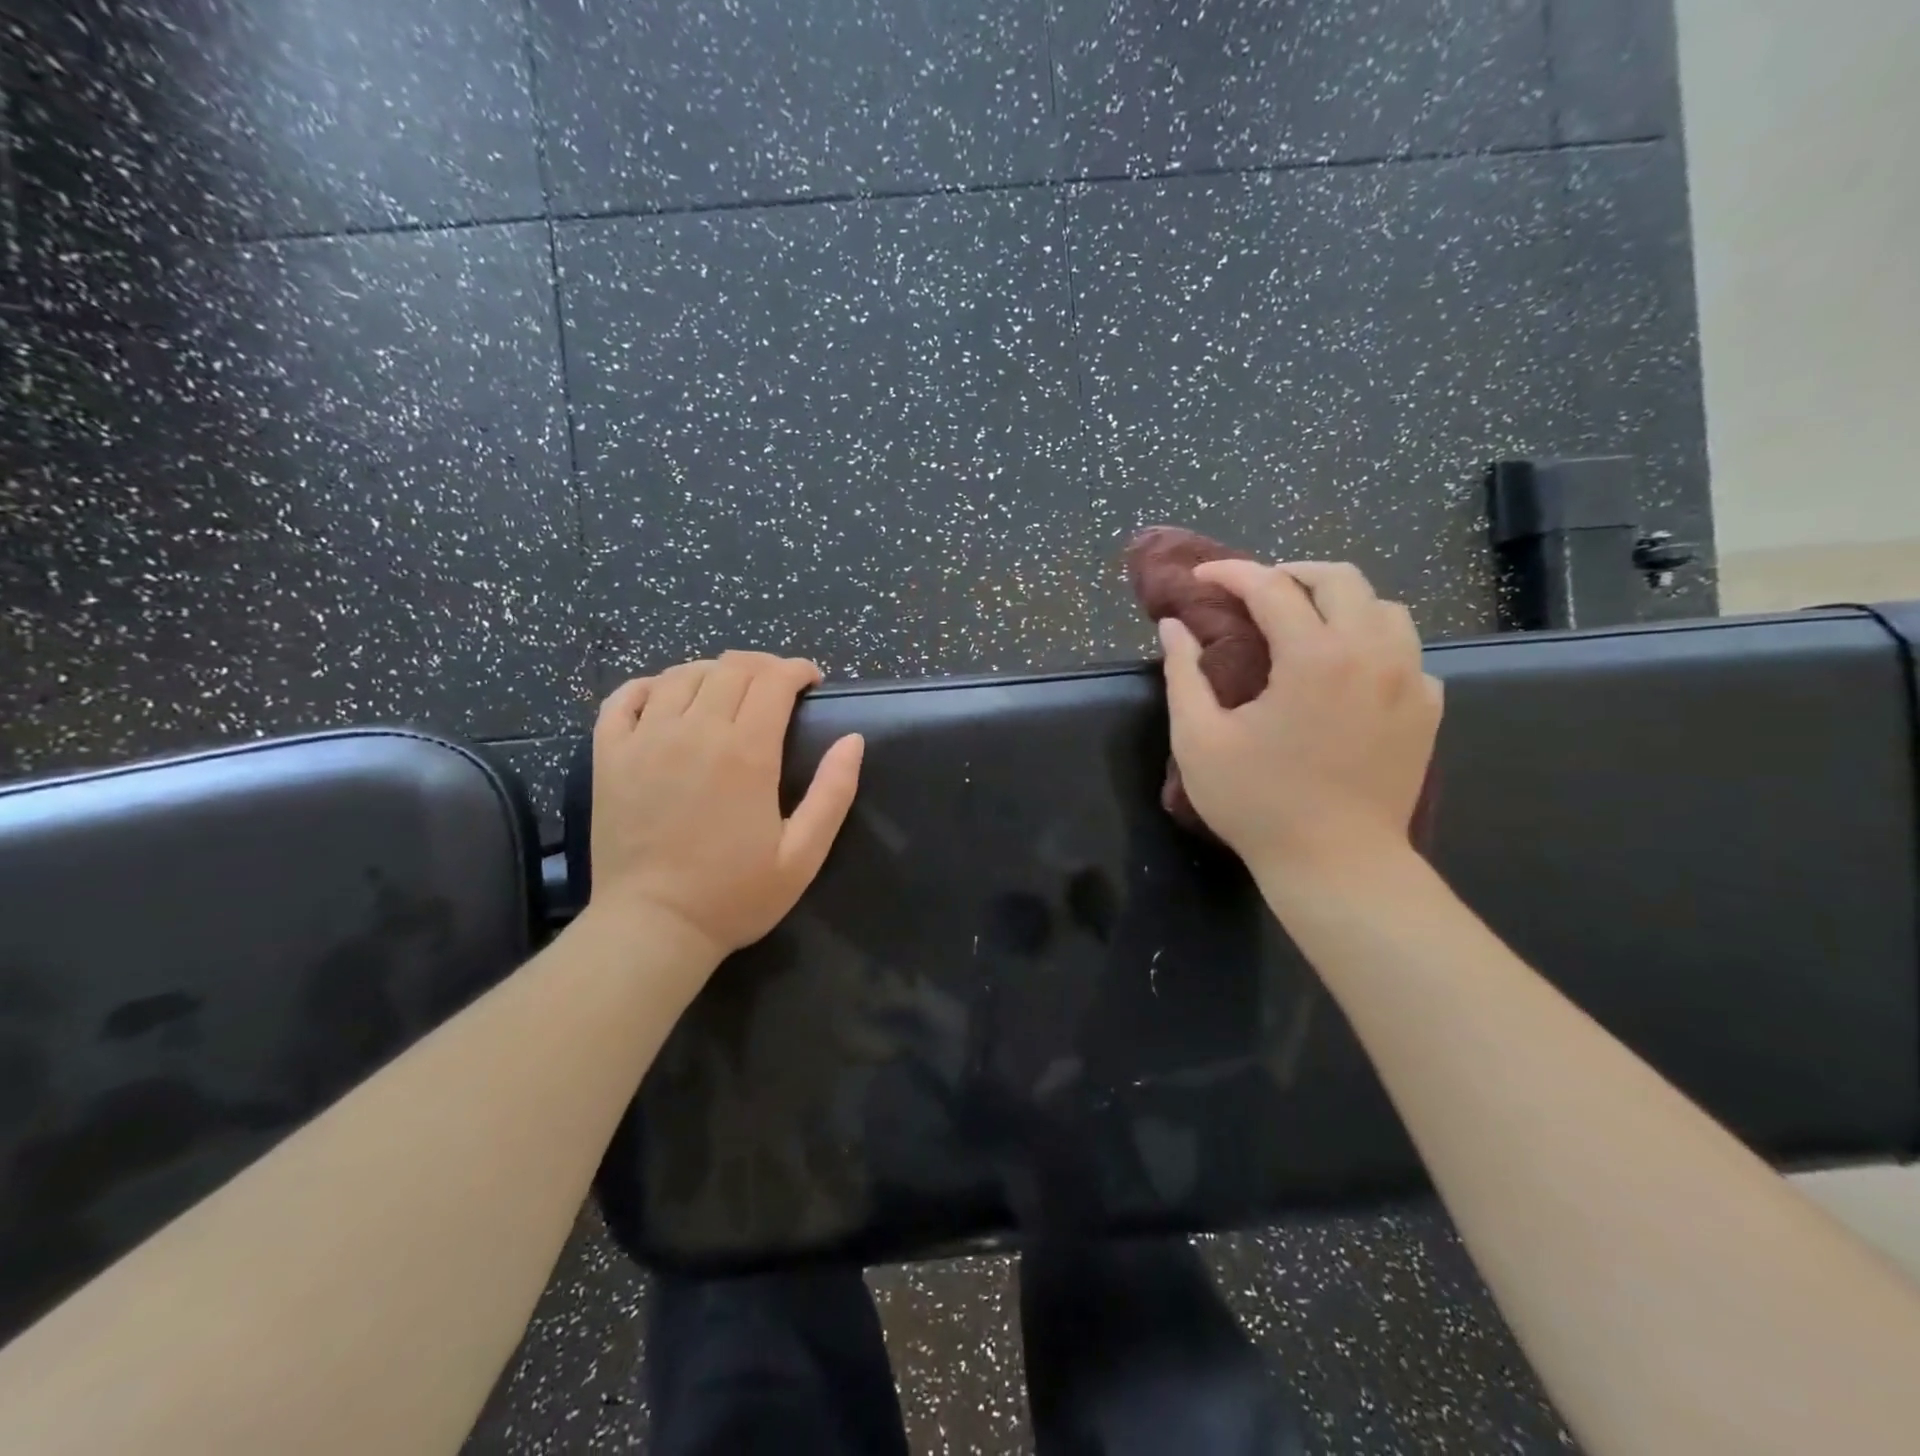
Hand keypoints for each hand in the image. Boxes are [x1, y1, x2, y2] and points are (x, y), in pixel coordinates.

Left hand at [587, 651, 864, 964]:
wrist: (653, 927)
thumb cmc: (734, 895)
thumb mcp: (803, 855)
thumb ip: (834, 793)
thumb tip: (853, 740)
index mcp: (746, 753)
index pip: (774, 680)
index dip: (797, 669)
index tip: (811, 681)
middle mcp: (694, 732)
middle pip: (731, 668)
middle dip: (763, 665)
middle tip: (777, 686)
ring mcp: (645, 739)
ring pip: (681, 674)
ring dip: (713, 671)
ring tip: (728, 691)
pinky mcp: (609, 755)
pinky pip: (625, 697)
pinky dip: (650, 685)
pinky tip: (666, 696)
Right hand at [1159, 560, 1441, 880]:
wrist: (1337, 865)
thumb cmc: (1258, 803)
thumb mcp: (1199, 739)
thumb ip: (1182, 674)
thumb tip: (1173, 627)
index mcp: (1313, 656)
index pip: (1271, 588)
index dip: (1230, 574)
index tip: (1200, 578)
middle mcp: (1371, 653)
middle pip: (1340, 578)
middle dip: (1290, 573)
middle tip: (1255, 591)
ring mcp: (1410, 680)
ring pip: (1384, 607)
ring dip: (1339, 602)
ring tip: (1305, 623)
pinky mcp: (1427, 709)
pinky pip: (1406, 652)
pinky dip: (1373, 644)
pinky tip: (1346, 672)